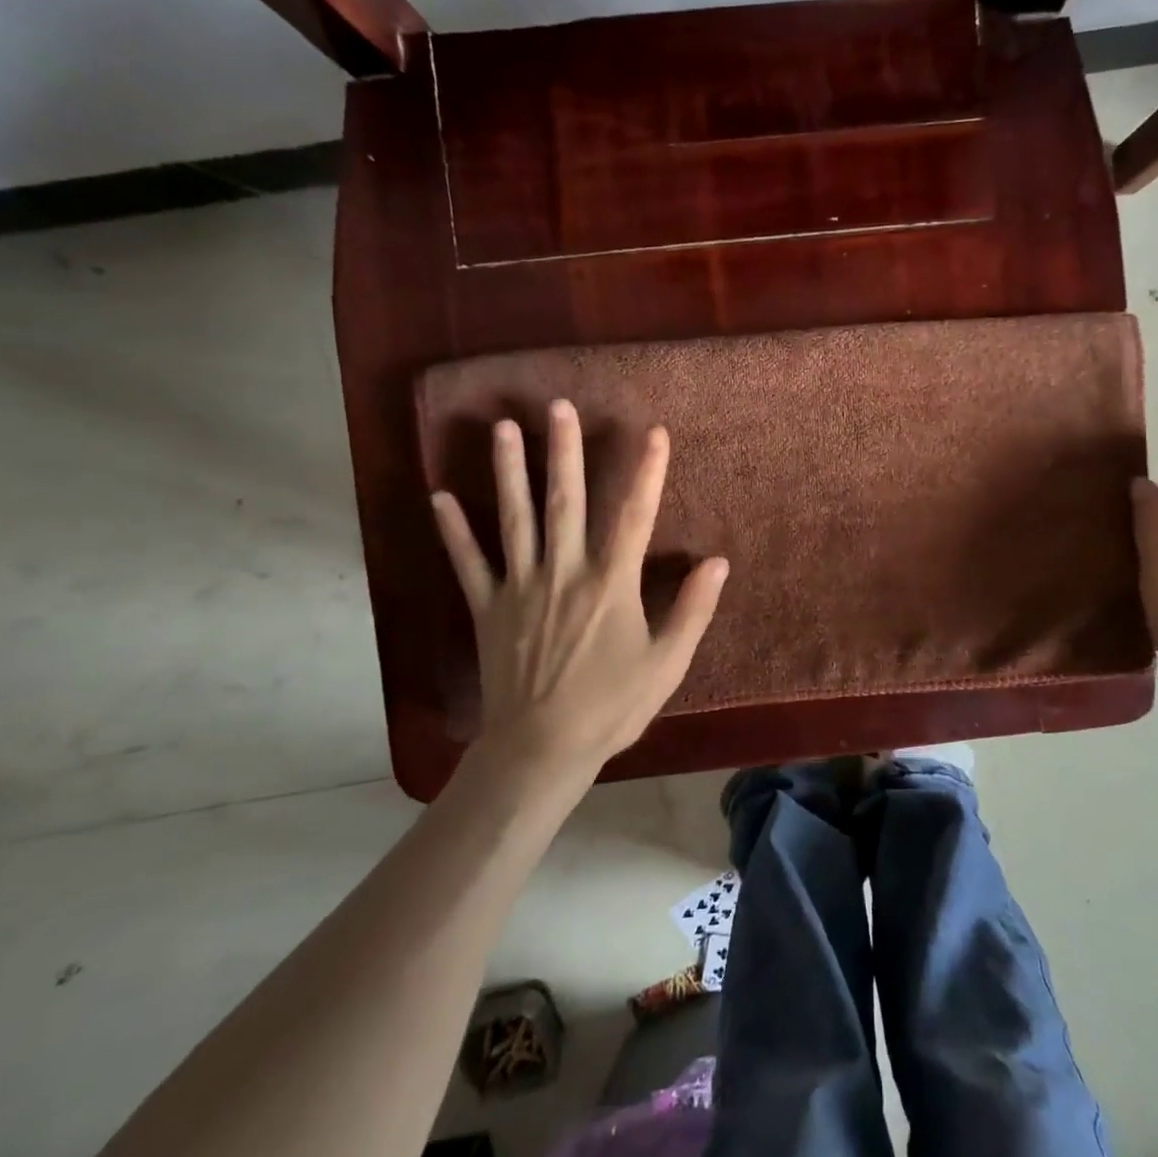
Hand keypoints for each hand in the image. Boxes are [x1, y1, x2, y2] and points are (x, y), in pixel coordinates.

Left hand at [431, 401, 728, 788]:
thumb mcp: (667, 663)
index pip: (634, 516)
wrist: (540, 749)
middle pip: (564, 502)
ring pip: (514, 519)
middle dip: (563, 451)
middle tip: (558, 407)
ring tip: (502, 428)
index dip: (647, 471)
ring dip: (508, 471)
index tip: (654, 432)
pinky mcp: (488, 609)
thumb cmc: (612, 706)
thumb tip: (718, 562)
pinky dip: (453, 531)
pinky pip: (468, 563)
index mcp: (609, 584)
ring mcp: (519, 588)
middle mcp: (563, 573)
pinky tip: (439, 497)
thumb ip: (693, 610)